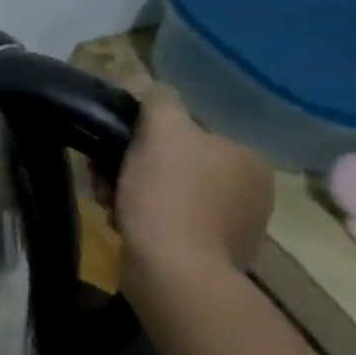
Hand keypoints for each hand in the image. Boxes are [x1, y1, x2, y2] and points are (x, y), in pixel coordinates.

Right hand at [112, 84, 274, 281]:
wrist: (175, 273)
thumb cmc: (168, 197)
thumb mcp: (161, 135)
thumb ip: (158, 100)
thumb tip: (146, 81)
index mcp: (246, 157)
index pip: (184, 132)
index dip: (141, 136)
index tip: (111, 150)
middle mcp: (251, 189)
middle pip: (173, 162)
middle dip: (133, 167)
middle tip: (104, 180)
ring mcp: (234, 224)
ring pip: (167, 192)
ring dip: (132, 193)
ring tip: (110, 206)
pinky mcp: (211, 253)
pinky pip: (169, 223)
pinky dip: (145, 220)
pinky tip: (126, 226)